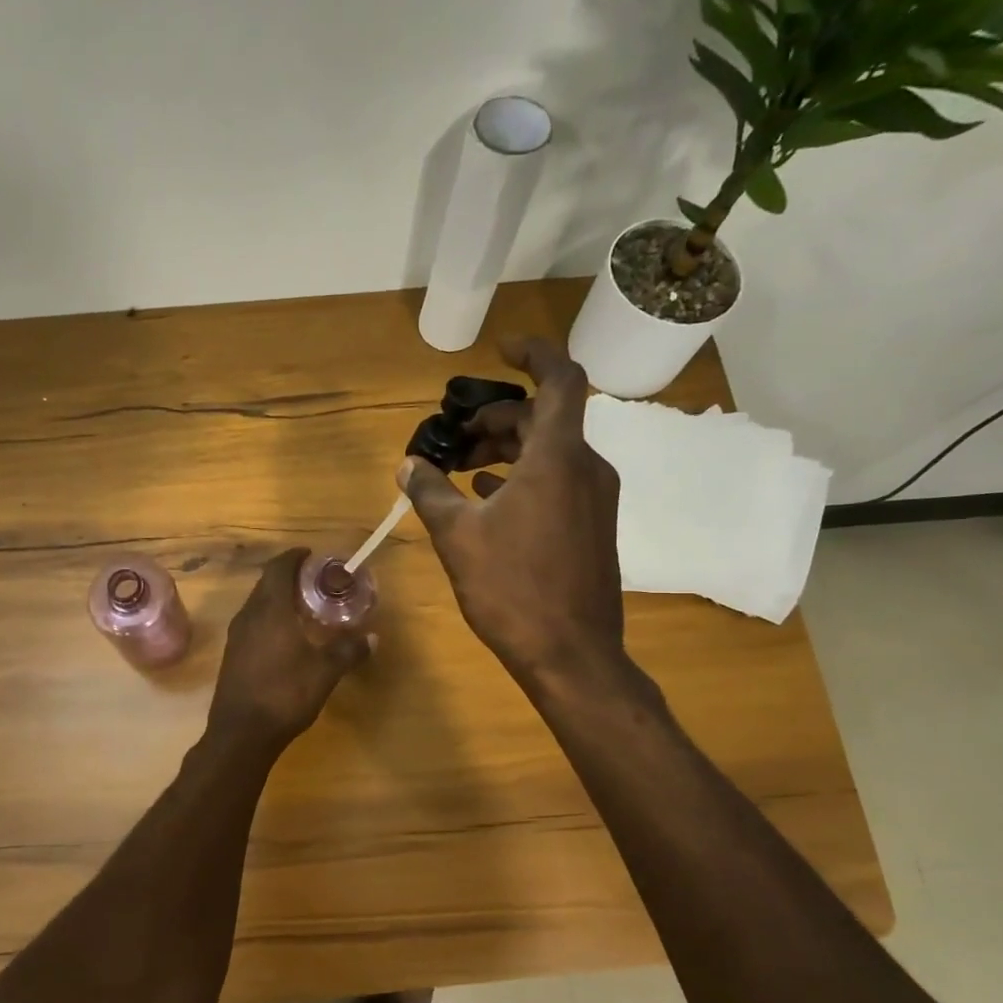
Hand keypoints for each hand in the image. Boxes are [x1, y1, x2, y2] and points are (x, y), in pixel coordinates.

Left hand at [208, 548, 369, 750]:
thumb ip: (348, 651)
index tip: (312, 555)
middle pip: (267, 584)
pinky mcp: (233, 655)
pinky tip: (287, 635)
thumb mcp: (324, 672)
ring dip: (278, 598)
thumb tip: (373, 638)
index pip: (279, 569)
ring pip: (258, 604)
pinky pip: (252, 623)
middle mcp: (248, 615)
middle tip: (315, 581)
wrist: (241, 733)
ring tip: (304, 606)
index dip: (294, 557)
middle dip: (289, 577)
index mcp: (270, 610)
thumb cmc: (284, 694)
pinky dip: (270, 618)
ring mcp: (236, 636)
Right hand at [400, 338, 627, 688]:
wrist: (571, 653)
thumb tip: (408, 465)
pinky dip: (525, 476)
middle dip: (499, 418)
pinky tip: (490, 498)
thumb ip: (431, 492)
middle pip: (545, 418)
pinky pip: (559, 481)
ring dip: (508, 450)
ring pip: (551, 451)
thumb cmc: (512, 588)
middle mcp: (585, 468)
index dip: (533, 353)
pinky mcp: (592, 526)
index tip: (501, 348)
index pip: (559, 379)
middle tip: (457, 436)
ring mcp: (594, 499)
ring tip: (463, 469)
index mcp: (557, 458)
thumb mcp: (458, 537)